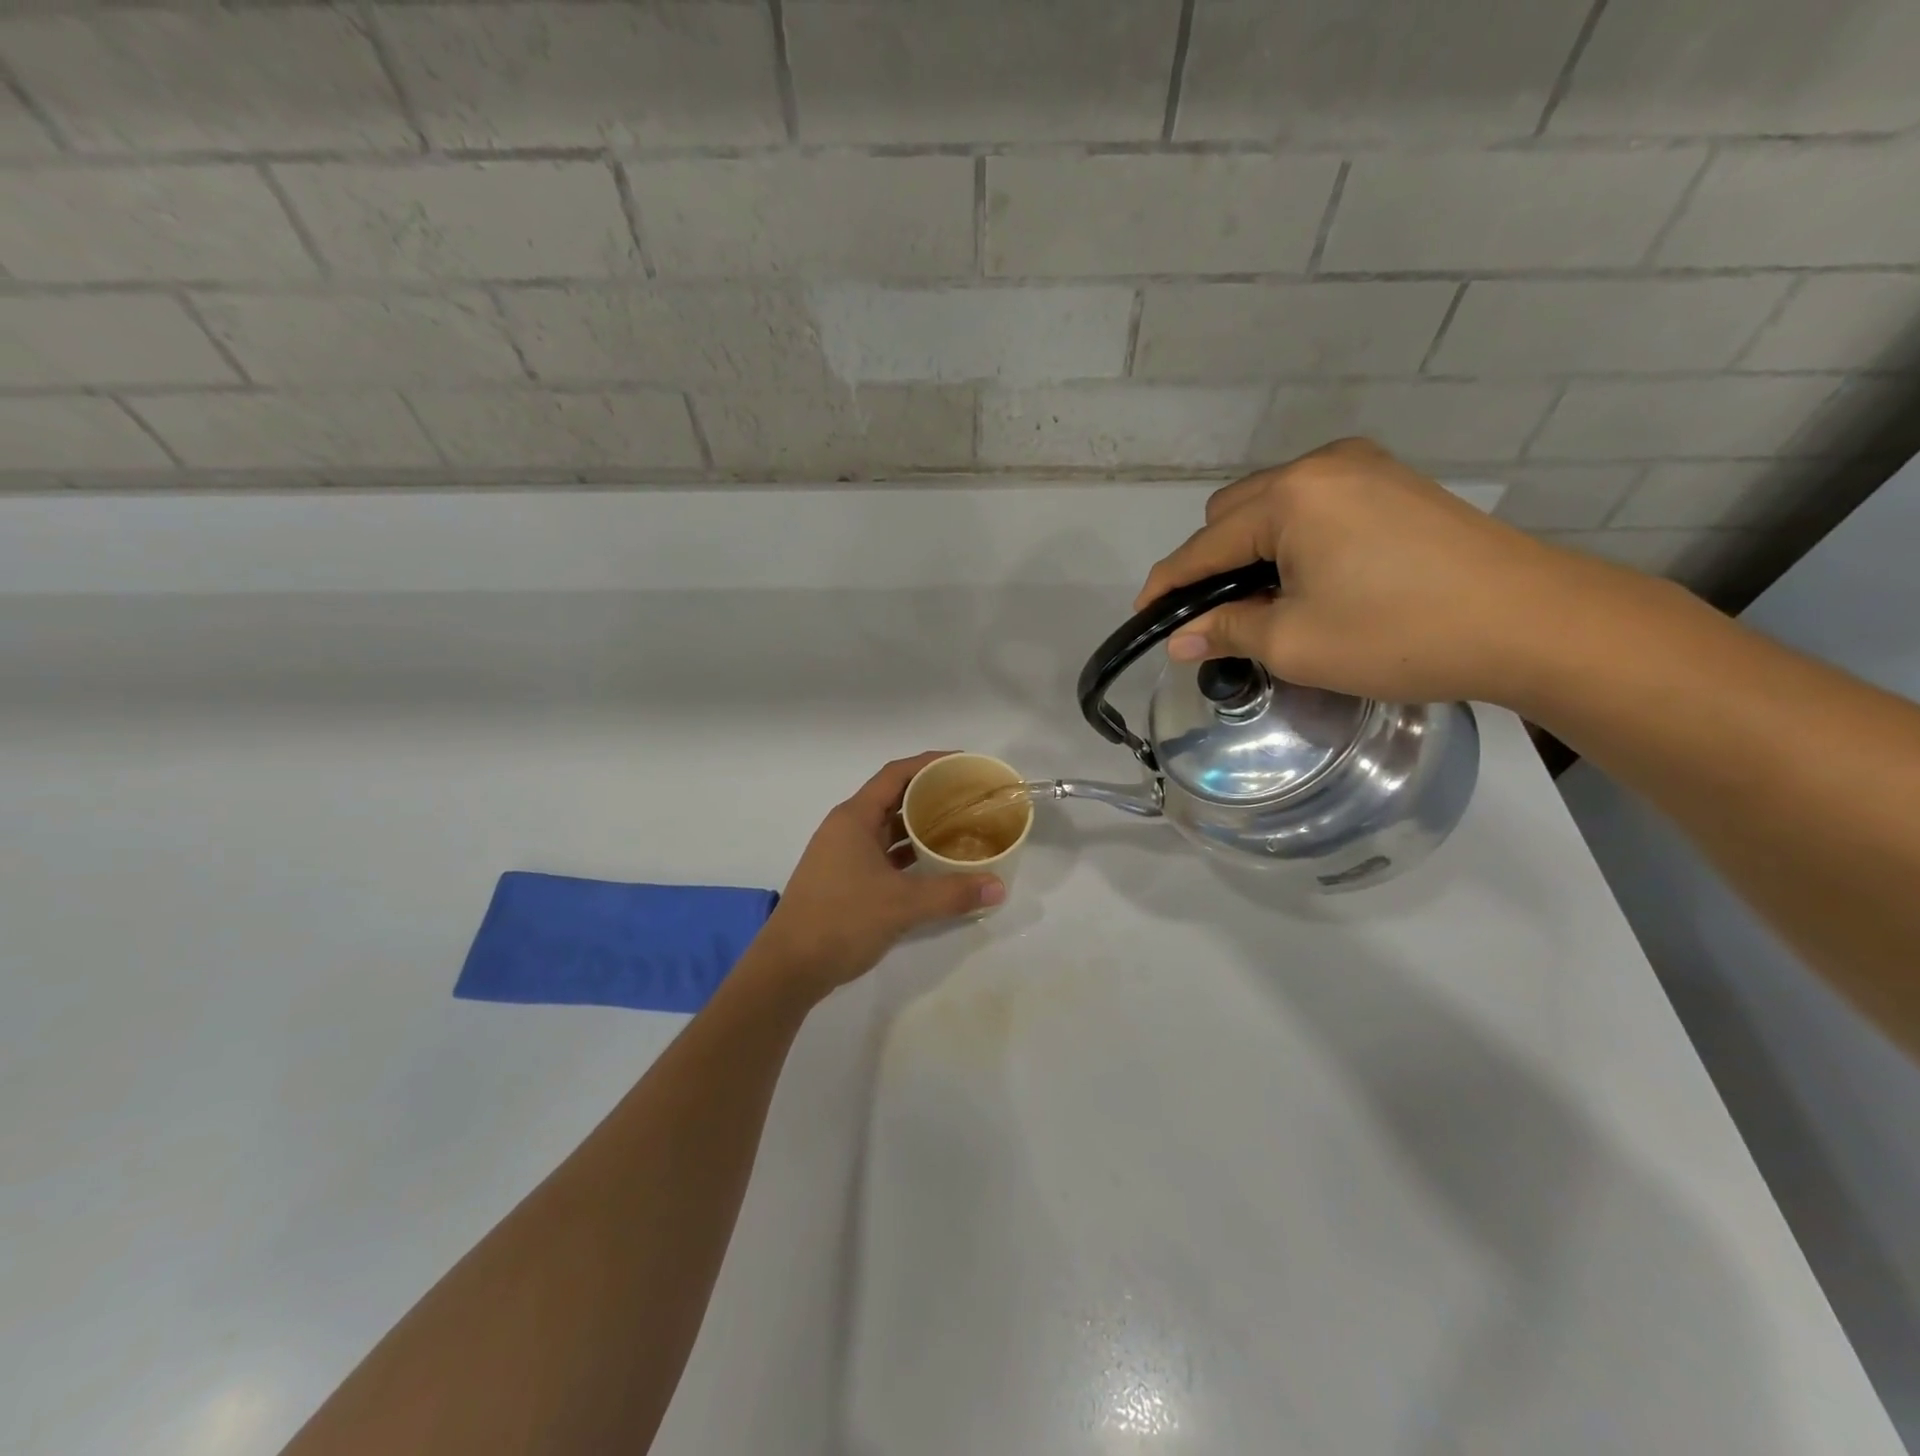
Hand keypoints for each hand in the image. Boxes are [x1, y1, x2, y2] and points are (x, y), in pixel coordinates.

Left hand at [754, 752, 1004, 997]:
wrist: (789, 967)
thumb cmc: (841, 920)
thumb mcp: (902, 905)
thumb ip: (952, 893)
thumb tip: (998, 887)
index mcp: (854, 818)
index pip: (895, 774)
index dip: (929, 763)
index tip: (963, 764)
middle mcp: (847, 828)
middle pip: (893, 798)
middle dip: (930, 795)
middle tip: (969, 798)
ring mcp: (843, 854)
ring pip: (887, 828)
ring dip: (919, 826)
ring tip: (959, 827)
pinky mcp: (844, 879)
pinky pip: (883, 853)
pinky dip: (908, 853)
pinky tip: (933, 864)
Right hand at [1135, 437, 1622, 707]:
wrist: (1532, 622)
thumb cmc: (1400, 635)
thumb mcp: (1296, 644)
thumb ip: (1226, 631)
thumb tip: (1180, 640)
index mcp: (1290, 497)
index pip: (1202, 547)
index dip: (1167, 587)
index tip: (1145, 620)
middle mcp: (1321, 464)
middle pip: (1231, 513)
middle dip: (1212, 564)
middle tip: (1221, 618)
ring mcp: (1363, 467)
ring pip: (1272, 505)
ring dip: (1252, 550)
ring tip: (1269, 601)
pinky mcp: (1393, 481)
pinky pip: (1314, 503)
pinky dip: (1293, 539)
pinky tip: (1312, 577)